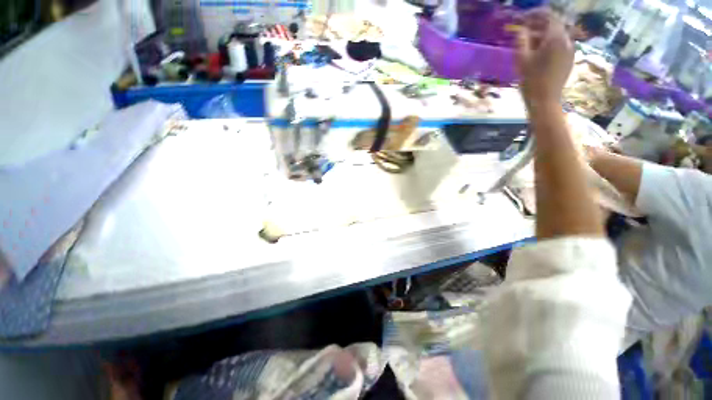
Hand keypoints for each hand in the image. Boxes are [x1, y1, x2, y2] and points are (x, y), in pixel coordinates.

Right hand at [516, 9, 573, 105]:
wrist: (544, 100)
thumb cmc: (531, 80)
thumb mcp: (522, 59)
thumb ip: (521, 40)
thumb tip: (521, 29)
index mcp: (556, 37)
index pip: (548, 15)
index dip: (534, 14)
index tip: (522, 19)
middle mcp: (567, 39)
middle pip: (553, 25)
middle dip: (538, 26)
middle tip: (523, 32)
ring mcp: (570, 50)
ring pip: (557, 35)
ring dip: (543, 36)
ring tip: (529, 44)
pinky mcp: (569, 59)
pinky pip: (560, 45)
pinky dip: (549, 44)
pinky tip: (538, 53)